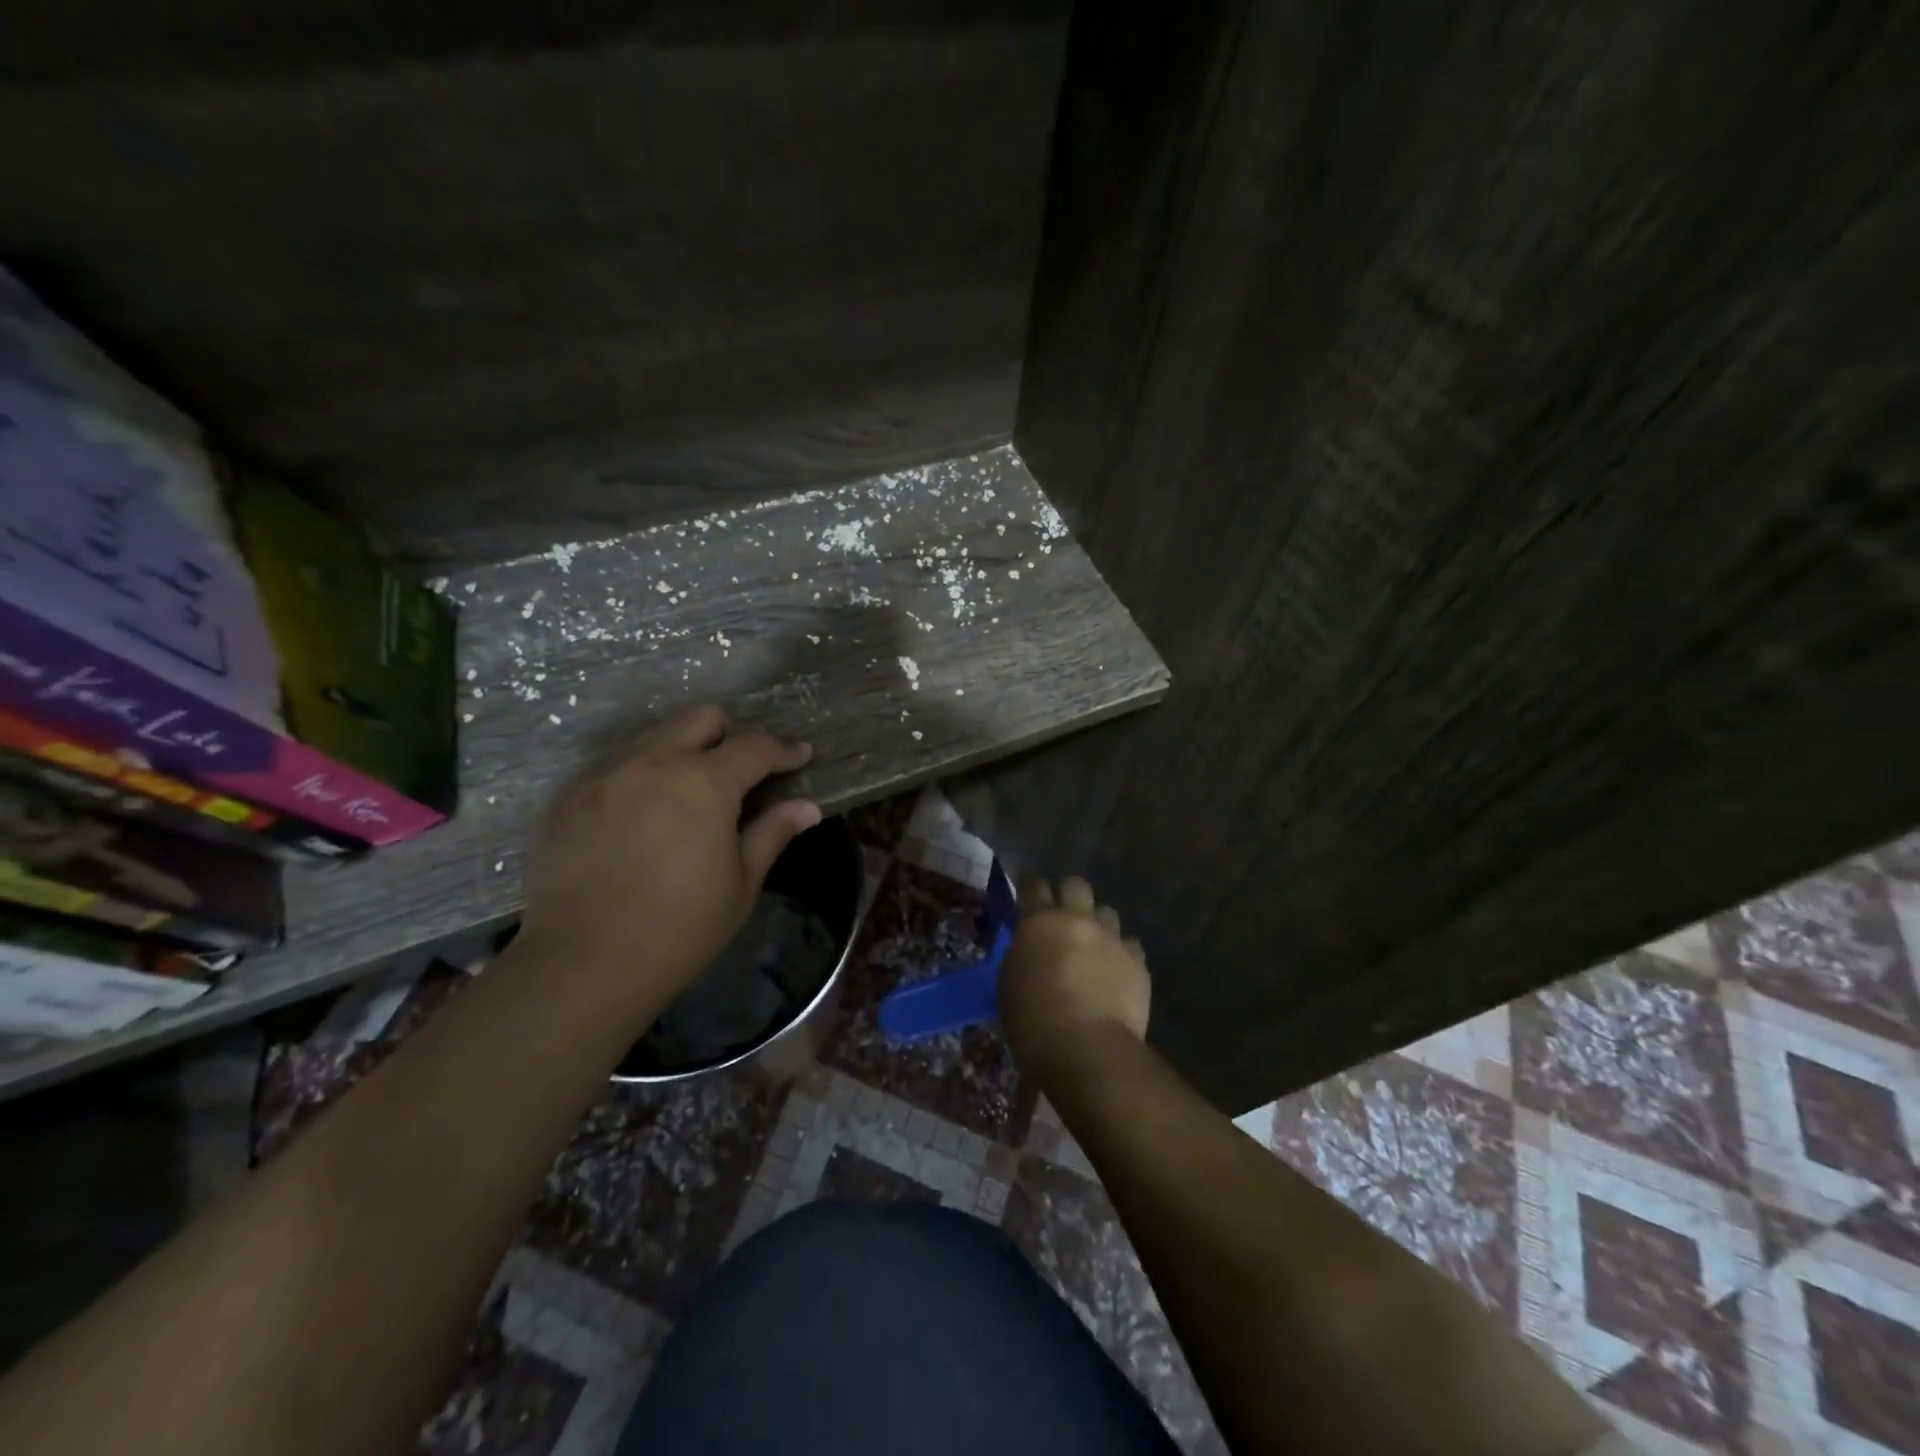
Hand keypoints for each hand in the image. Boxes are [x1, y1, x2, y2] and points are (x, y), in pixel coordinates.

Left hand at [510, 706, 820, 1013]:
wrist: (582, 966)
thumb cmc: (679, 929)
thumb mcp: (740, 883)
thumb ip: (771, 833)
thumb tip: (807, 807)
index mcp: (704, 782)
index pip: (755, 747)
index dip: (785, 750)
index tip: (801, 756)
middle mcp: (654, 762)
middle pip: (702, 718)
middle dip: (732, 734)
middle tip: (743, 771)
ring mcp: (606, 776)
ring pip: (655, 737)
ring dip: (684, 752)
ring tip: (692, 795)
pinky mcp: (570, 798)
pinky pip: (617, 767)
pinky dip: (643, 777)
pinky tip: (645, 818)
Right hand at [998, 876, 1149, 1084]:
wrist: (1086, 1047)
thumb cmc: (1033, 1020)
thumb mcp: (1010, 982)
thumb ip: (1024, 954)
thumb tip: (1032, 949)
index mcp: (1040, 921)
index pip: (1033, 886)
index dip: (1031, 891)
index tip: (1028, 901)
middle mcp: (1078, 920)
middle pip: (1076, 885)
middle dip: (1069, 897)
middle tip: (1063, 920)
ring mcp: (1112, 938)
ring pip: (1107, 912)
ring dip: (1099, 925)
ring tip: (1094, 949)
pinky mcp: (1137, 961)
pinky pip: (1130, 946)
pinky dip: (1122, 955)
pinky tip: (1115, 974)